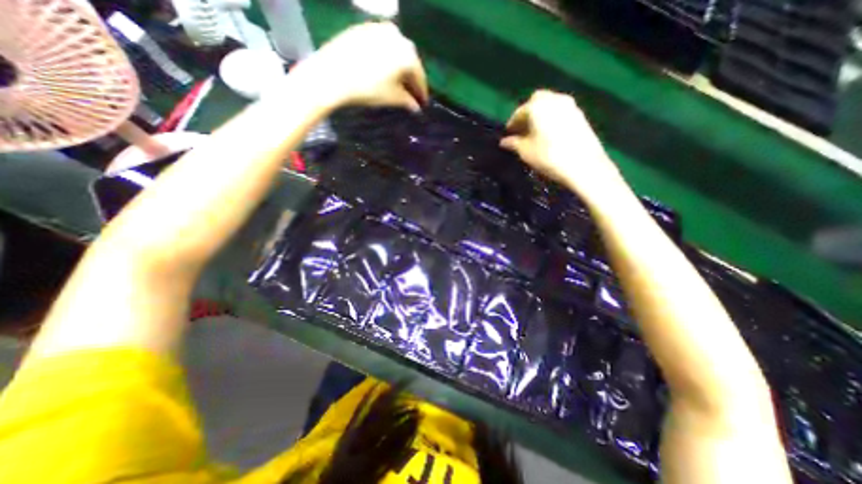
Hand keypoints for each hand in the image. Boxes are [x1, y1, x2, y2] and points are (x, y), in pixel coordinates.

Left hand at [295, 22, 429, 111]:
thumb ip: (408, 101)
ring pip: (395, 52)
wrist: (333, 73)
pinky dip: (385, 58)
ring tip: (397, 83)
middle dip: (411, 79)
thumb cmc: (368, 88)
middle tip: (411, 94)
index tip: (423, 103)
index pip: (420, 76)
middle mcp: (398, 35)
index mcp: (408, 53)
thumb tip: (416, 107)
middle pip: (409, 61)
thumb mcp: (392, 97)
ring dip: (398, 68)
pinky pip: (382, 46)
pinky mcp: (364, 28)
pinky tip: (382, 69)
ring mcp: (379, 28)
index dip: (422, 92)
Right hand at [498, 91, 626, 202]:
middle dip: (527, 113)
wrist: (583, 165)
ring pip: (550, 104)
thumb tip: (504, 141)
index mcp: (537, 106)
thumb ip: (513, 143)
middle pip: (536, 100)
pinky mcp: (580, 115)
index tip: (508, 135)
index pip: (519, 112)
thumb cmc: (548, 157)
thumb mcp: (525, 152)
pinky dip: (552, 118)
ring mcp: (570, 105)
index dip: (512, 123)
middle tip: (522, 130)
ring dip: (540, 115)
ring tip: (535, 132)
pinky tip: (549, 134)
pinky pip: (560, 111)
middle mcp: (554, 99)